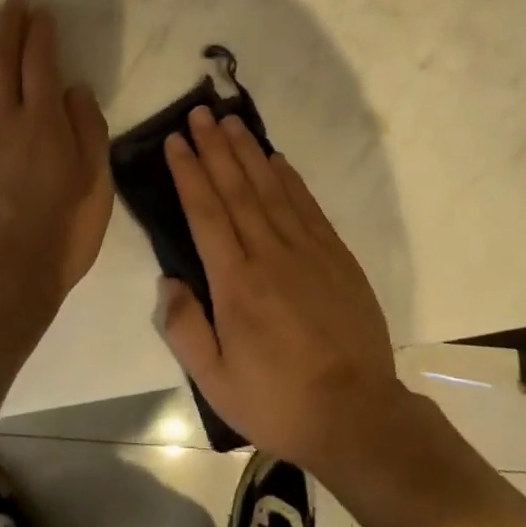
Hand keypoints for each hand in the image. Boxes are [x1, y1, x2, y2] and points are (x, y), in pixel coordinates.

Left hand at [0, 0, 111, 308]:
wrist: (7, 281)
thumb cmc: (63, 231)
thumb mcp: (95, 181)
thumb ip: (87, 129)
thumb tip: (74, 88)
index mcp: (42, 123)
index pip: (40, 64)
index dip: (40, 34)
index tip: (41, 12)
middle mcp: (3, 121)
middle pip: (1, 63)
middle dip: (7, 27)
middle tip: (11, 2)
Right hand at [157, 107, 399, 470]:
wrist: (358, 414)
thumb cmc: (279, 401)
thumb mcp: (217, 384)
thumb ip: (186, 329)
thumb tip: (168, 280)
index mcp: (236, 283)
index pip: (206, 212)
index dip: (189, 172)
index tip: (176, 140)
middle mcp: (268, 254)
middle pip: (236, 188)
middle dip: (215, 147)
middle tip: (200, 112)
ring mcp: (306, 249)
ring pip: (270, 187)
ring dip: (248, 151)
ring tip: (231, 121)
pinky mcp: (335, 254)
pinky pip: (306, 204)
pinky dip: (289, 177)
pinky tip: (275, 158)